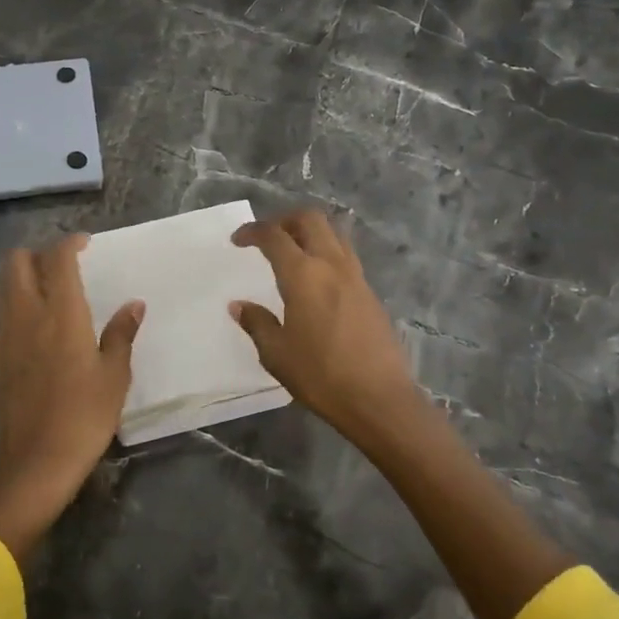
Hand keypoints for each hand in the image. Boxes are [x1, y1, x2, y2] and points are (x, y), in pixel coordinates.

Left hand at [0, 234, 143, 562]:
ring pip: (2, 287)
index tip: (85, 245)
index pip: (58, 258)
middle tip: (63, 267)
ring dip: (21, 278)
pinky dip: (10, 310)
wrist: (33, 464)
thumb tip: (134, 305)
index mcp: (61, 312)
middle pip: (17, 261)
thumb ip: (121, 335)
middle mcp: (26, 314)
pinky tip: (29, 330)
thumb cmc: (83, 417)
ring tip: (46, 292)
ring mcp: (3, 336)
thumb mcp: (114, 377)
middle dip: (38, 254)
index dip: (70, 243)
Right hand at [230, 209, 425, 452]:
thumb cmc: (321, 376)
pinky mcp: (370, 293)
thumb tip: (239, 305)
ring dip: (310, 233)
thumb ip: (257, 323)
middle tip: (268, 238)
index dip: (252, 231)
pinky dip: (326, 254)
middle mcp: (332, 265)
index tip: (238, 240)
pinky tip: (316, 282)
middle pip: (310, 219)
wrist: (380, 398)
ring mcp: (356, 277)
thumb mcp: (277, 354)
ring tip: (293, 254)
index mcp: (303, 275)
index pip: (274, 236)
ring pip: (333, 234)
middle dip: (285, 220)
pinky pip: (345, 257)